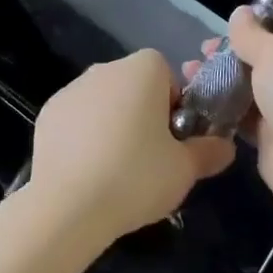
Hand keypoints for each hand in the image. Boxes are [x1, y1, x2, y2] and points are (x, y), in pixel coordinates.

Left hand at [28, 49, 235, 246]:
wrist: (68, 203)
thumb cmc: (136, 176)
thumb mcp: (185, 170)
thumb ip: (209, 151)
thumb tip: (224, 146)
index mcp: (143, 69)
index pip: (168, 76)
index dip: (175, 108)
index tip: (173, 141)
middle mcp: (106, 68)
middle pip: (135, 86)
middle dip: (144, 115)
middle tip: (150, 159)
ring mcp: (72, 88)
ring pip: (105, 102)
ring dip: (113, 124)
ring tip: (116, 171)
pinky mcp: (48, 111)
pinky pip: (77, 118)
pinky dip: (84, 136)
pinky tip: (87, 171)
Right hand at [189, 10, 272, 219]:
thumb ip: (250, 31)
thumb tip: (241, 12)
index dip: (257, 25)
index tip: (227, 27)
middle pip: (267, 57)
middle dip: (232, 53)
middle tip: (202, 50)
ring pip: (253, 86)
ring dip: (223, 78)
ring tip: (189, 71)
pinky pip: (246, 114)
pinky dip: (224, 106)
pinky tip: (197, 97)